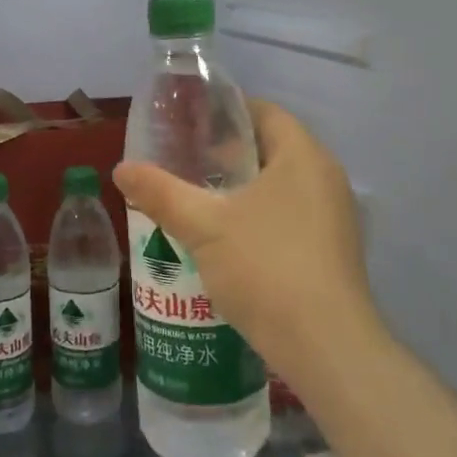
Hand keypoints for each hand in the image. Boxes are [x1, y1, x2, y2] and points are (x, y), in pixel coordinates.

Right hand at [113, 99, 375, 382]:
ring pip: (282, 186)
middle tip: (185, 160)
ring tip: (199, 197)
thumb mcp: (203, 226)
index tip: (190, 122)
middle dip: (230, 152)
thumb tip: (121, 169)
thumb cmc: (265, 267)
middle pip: (273, 148)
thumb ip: (161, 192)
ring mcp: (335, 217)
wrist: (323, 345)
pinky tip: (227, 238)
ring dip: (243, 188)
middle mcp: (326, 178)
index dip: (227, 111)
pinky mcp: (332, 251)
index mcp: (303, 157)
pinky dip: (259, 215)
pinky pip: (291, 216)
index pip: (266, 112)